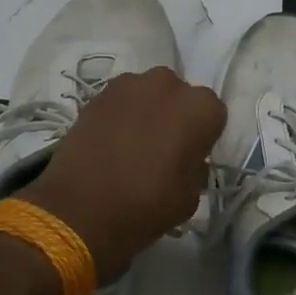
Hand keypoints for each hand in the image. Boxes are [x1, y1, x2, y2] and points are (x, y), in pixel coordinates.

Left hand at [22, 68, 226, 284]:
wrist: (81, 210)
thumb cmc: (147, 206)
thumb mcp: (190, 197)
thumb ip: (195, 168)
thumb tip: (187, 160)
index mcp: (200, 109)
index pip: (213, 113)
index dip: (203, 135)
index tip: (192, 154)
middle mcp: (168, 85)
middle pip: (180, 95)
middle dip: (175, 115)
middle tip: (163, 146)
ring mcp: (129, 85)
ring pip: (148, 93)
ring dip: (147, 110)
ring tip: (134, 142)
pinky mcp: (98, 94)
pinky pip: (121, 100)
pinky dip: (121, 114)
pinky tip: (111, 141)